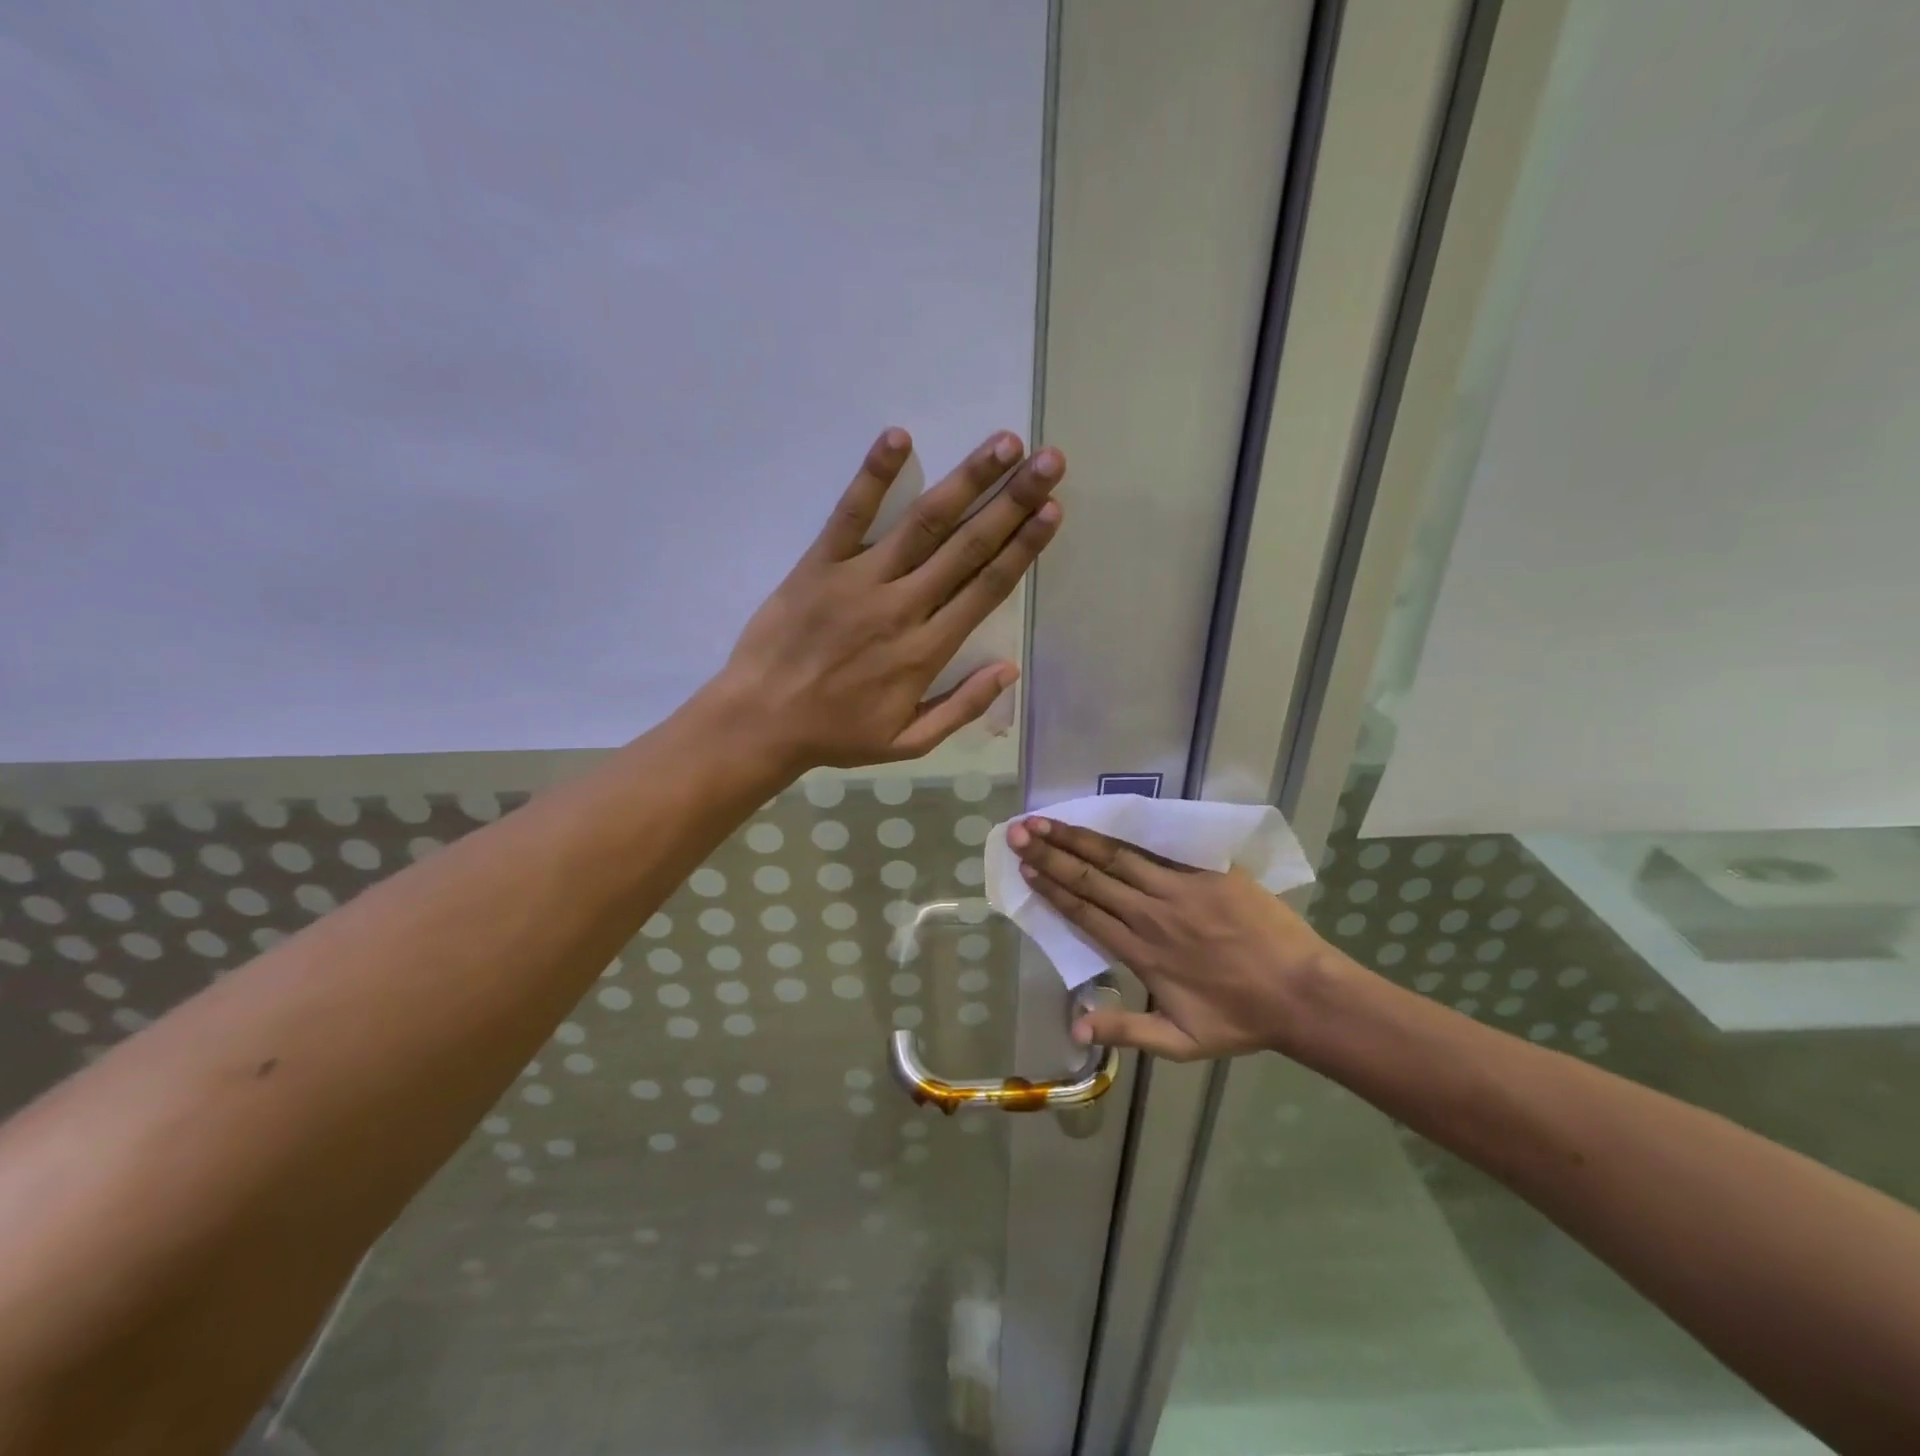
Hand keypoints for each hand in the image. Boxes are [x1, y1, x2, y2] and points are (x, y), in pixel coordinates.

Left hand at [719, 427, 1062, 769]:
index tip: (1052, 511)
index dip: (1024, 547)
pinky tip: (898, 437)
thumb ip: (962, 708)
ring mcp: (860, 580)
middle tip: (1048, 461)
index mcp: (927, 650)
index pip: (987, 588)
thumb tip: (1010, 670)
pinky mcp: (819, 564)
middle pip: (968, 546)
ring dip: (967, 480)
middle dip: (1013, 501)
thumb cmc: (836, 734)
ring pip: (923, 523)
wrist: (761, 721)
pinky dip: (874, 475)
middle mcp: (903, 606)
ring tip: (1003, 444)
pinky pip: (850, 514)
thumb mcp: (908, 743)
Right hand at [1007, 817, 1346, 1060]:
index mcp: (1140, 952)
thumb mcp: (1182, 1043)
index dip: (1051, 888)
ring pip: (1117, 856)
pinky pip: (1159, 847)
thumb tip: (1073, 1029)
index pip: (1084, 912)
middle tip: (1019, 831)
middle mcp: (1151, 913)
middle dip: (1051, 853)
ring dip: (1078, 838)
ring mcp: (1180, 888)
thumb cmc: (1241, 1020)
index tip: (1025, 868)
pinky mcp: (1207, 870)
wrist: (1304, 993)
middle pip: (1091, 878)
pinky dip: (1127, 833)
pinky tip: (1106, 819)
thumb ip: (1126, 1031)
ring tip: (1047, 820)